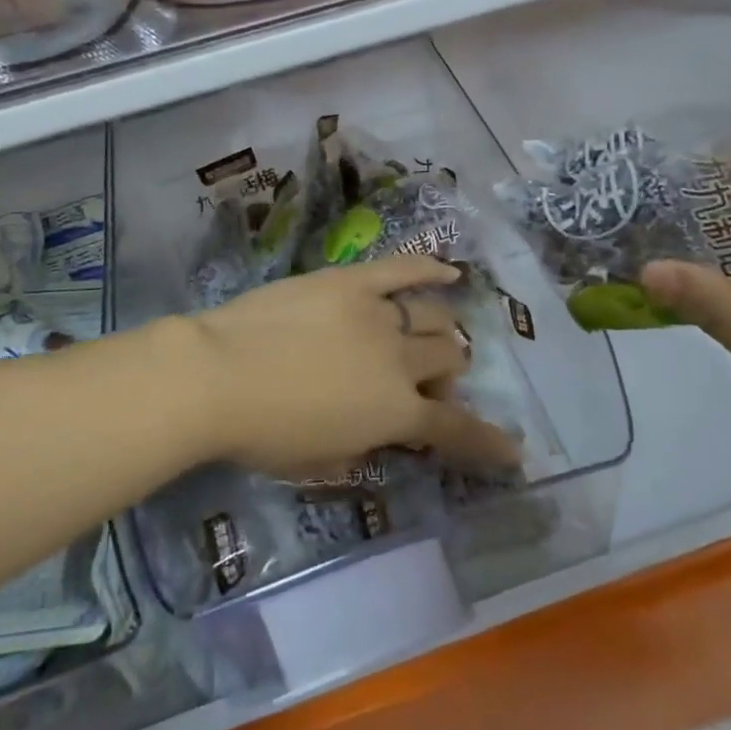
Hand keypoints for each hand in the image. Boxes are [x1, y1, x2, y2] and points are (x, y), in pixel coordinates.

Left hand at [174, 257, 521, 479]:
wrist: (218, 375)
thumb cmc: (263, 433)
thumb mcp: (320, 460)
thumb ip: (362, 446)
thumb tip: (380, 434)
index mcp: (394, 412)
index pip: (455, 430)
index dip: (487, 443)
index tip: (512, 452)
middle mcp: (400, 361)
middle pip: (446, 359)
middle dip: (447, 375)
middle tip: (427, 383)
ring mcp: (379, 314)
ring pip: (432, 317)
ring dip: (440, 331)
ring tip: (431, 335)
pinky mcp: (353, 282)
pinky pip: (401, 269)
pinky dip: (429, 269)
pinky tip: (448, 271)